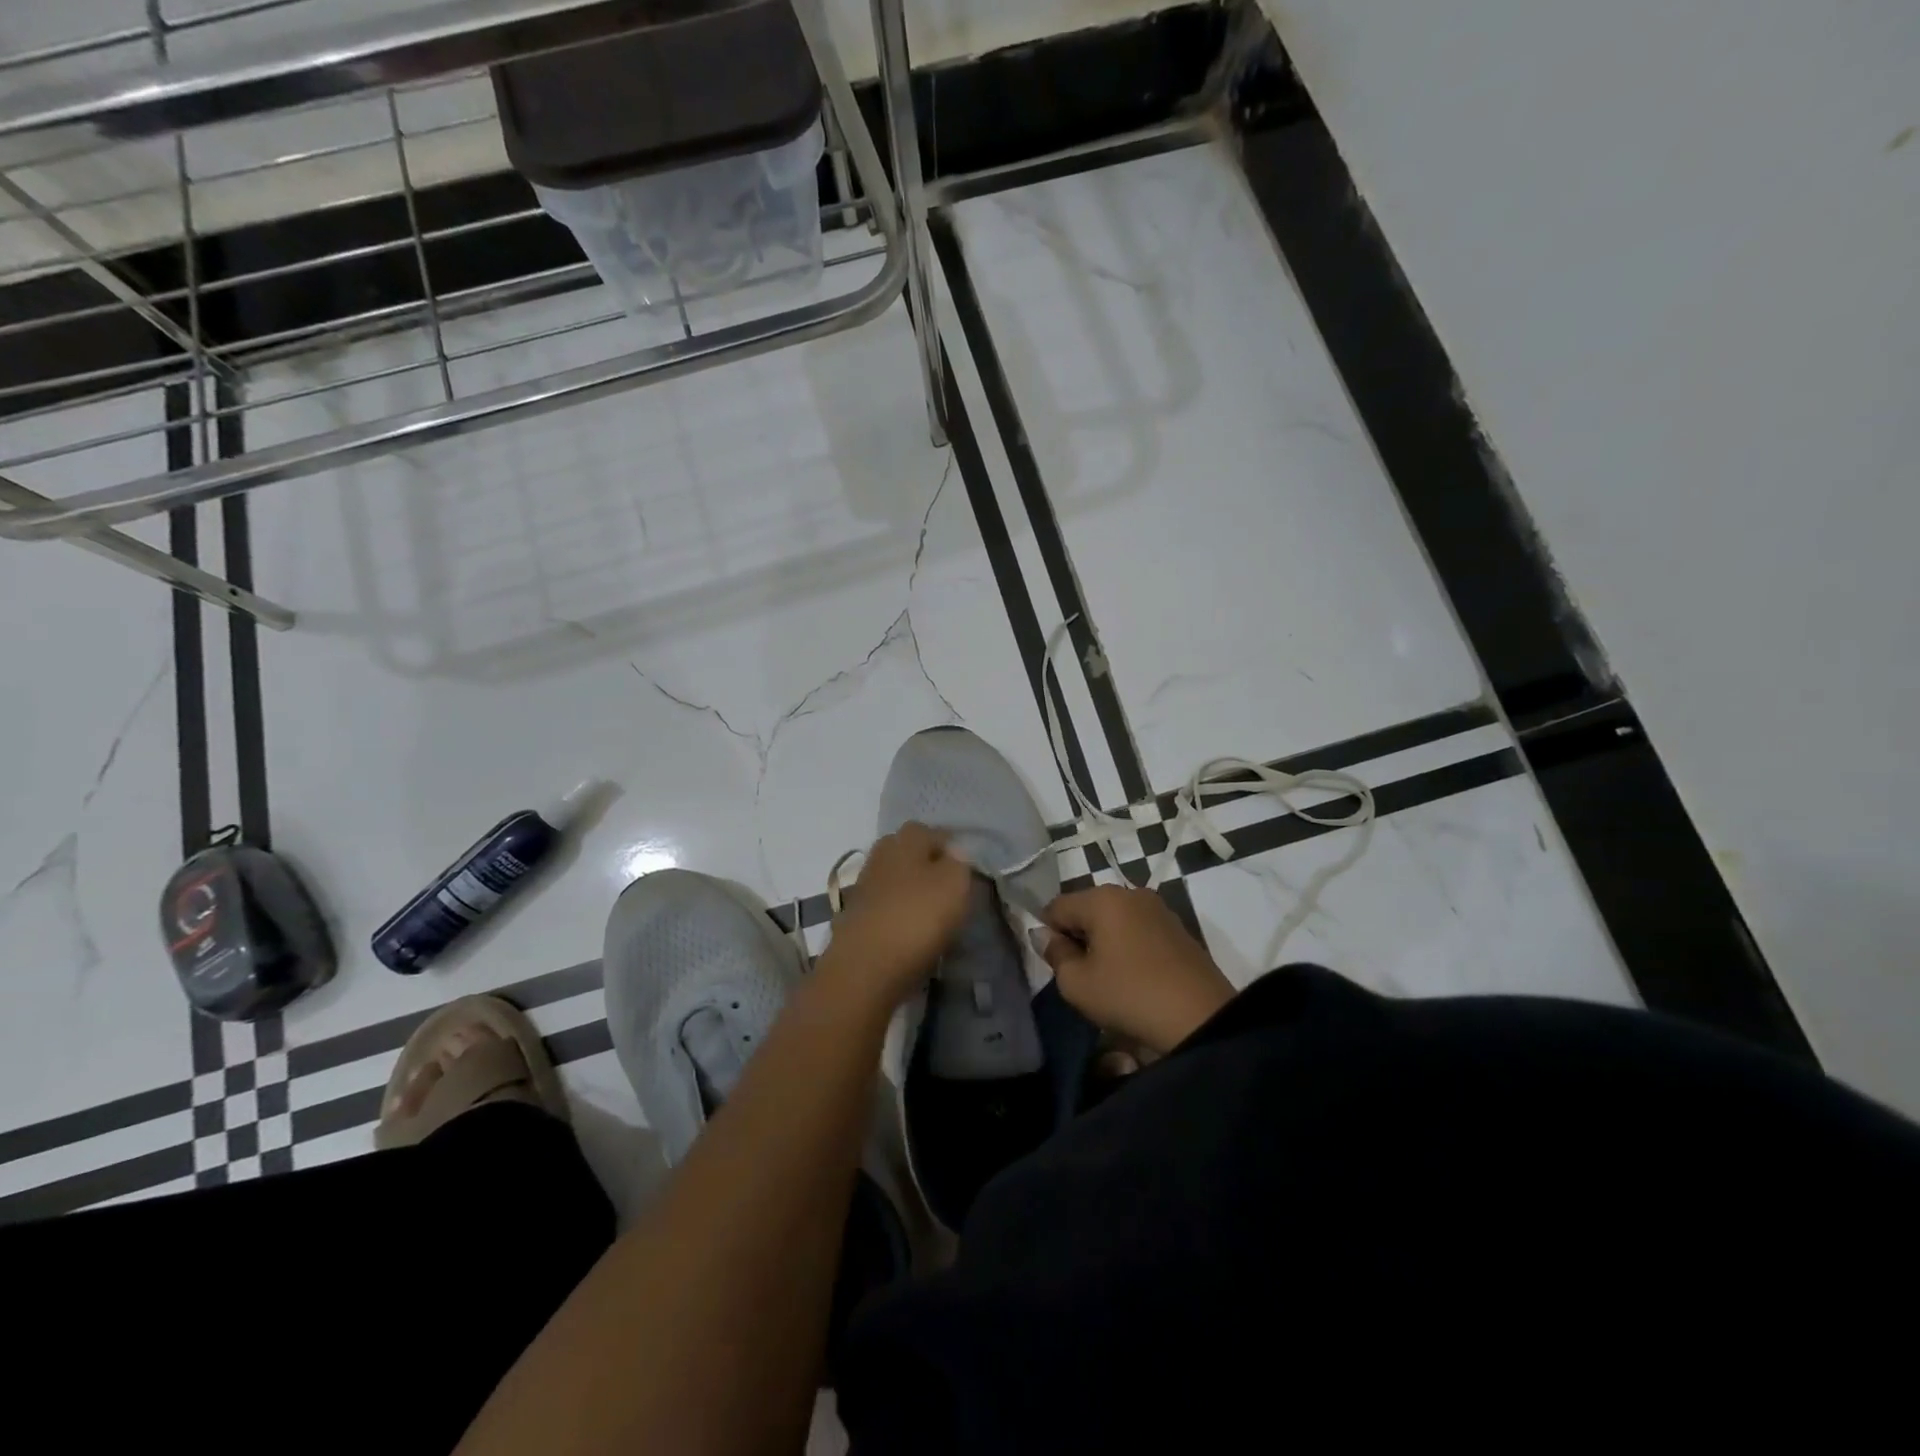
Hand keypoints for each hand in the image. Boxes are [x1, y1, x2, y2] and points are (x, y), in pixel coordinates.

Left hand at [823, 822, 972, 1004]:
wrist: (864, 968)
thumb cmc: (916, 917)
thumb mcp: (954, 884)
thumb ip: (959, 863)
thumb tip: (954, 854)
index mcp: (905, 840)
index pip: (928, 831)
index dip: (948, 846)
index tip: (965, 868)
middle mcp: (880, 856)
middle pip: (906, 852)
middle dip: (925, 865)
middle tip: (948, 888)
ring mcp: (863, 887)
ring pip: (894, 879)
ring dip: (910, 891)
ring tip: (932, 914)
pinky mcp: (855, 917)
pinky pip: (884, 907)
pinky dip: (897, 915)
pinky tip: (910, 932)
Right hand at [1042, 885, 1235, 1054]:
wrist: (1201, 1018)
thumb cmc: (1130, 996)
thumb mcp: (1077, 984)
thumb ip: (1055, 954)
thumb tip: (1044, 935)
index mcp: (1102, 898)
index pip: (1056, 906)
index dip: (1048, 934)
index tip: (1056, 965)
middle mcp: (1130, 893)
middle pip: (1087, 909)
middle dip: (1078, 936)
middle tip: (1081, 974)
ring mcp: (1158, 908)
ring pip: (1114, 919)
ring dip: (1104, 942)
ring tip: (1109, 978)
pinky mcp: (1178, 928)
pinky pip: (1138, 929)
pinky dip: (1128, 947)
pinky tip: (1134, 976)